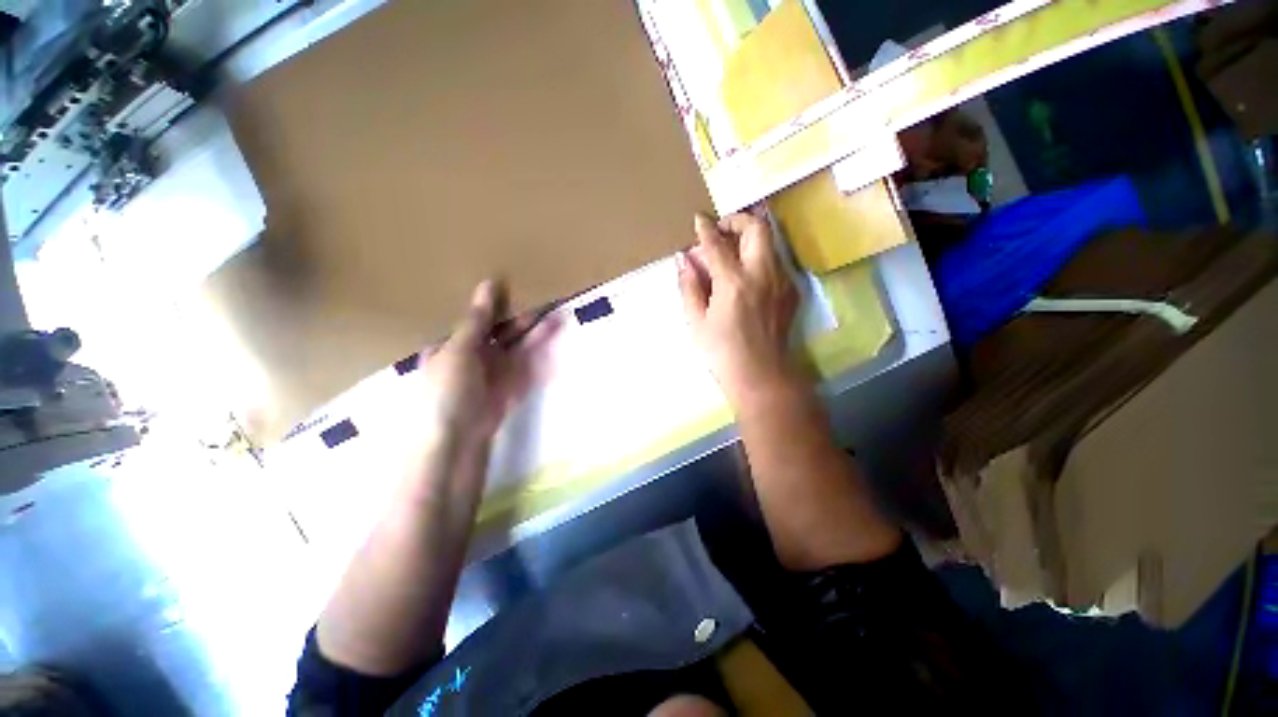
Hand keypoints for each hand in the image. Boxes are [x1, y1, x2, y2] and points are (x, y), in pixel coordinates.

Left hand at [417, 280, 557, 447]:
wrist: (457, 439)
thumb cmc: (448, 389)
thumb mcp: (459, 350)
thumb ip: (477, 320)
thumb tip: (488, 284)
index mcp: (456, 342)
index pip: (480, 317)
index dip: (497, 303)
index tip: (516, 284)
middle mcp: (477, 354)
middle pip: (503, 331)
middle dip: (524, 317)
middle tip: (547, 298)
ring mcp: (496, 370)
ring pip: (519, 345)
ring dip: (537, 332)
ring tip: (558, 314)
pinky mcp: (512, 384)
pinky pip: (528, 363)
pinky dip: (541, 352)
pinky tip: (554, 339)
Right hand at [678, 212, 800, 406]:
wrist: (761, 376)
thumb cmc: (722, 352)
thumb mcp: (696, 321)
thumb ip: (689, 286)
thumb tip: (684, 259)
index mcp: (734, 283)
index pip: (718, 244)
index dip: (706, 229)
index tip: (699, 220)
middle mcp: (762, 274)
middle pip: (757, 228)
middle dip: (737, 221)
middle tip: (721, 232)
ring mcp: (781, 281)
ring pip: (770, 241)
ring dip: (749, 237)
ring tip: (730, 251)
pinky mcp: (790, 291)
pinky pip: (775, 260)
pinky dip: (758, 256)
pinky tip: (744, 274)